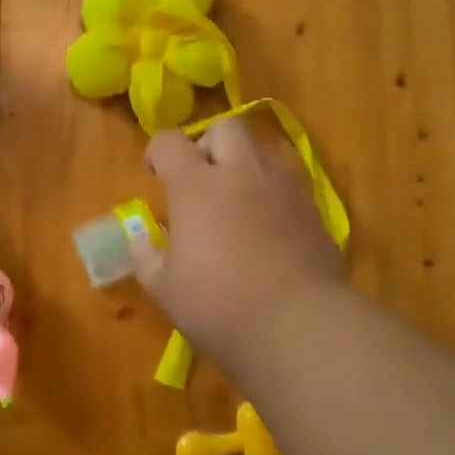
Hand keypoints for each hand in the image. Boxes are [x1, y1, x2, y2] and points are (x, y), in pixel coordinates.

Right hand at [135, 122, 347, 377]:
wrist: (299, 327)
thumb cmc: (219, 306)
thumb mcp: (164, 289)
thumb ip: (147, 257)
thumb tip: (142, 239)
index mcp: (196, 186)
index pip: (169, 141)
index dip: (157, 152)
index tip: (155, 175)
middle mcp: (241, 173)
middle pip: (225, 128)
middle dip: (208, 144)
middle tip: (200, 180)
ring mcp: (283, 188)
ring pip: (261, 151)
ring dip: (243, 167)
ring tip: (235, 204)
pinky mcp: (312, 209)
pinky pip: (286, 183)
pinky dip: (270, 194)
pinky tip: (266, 229)